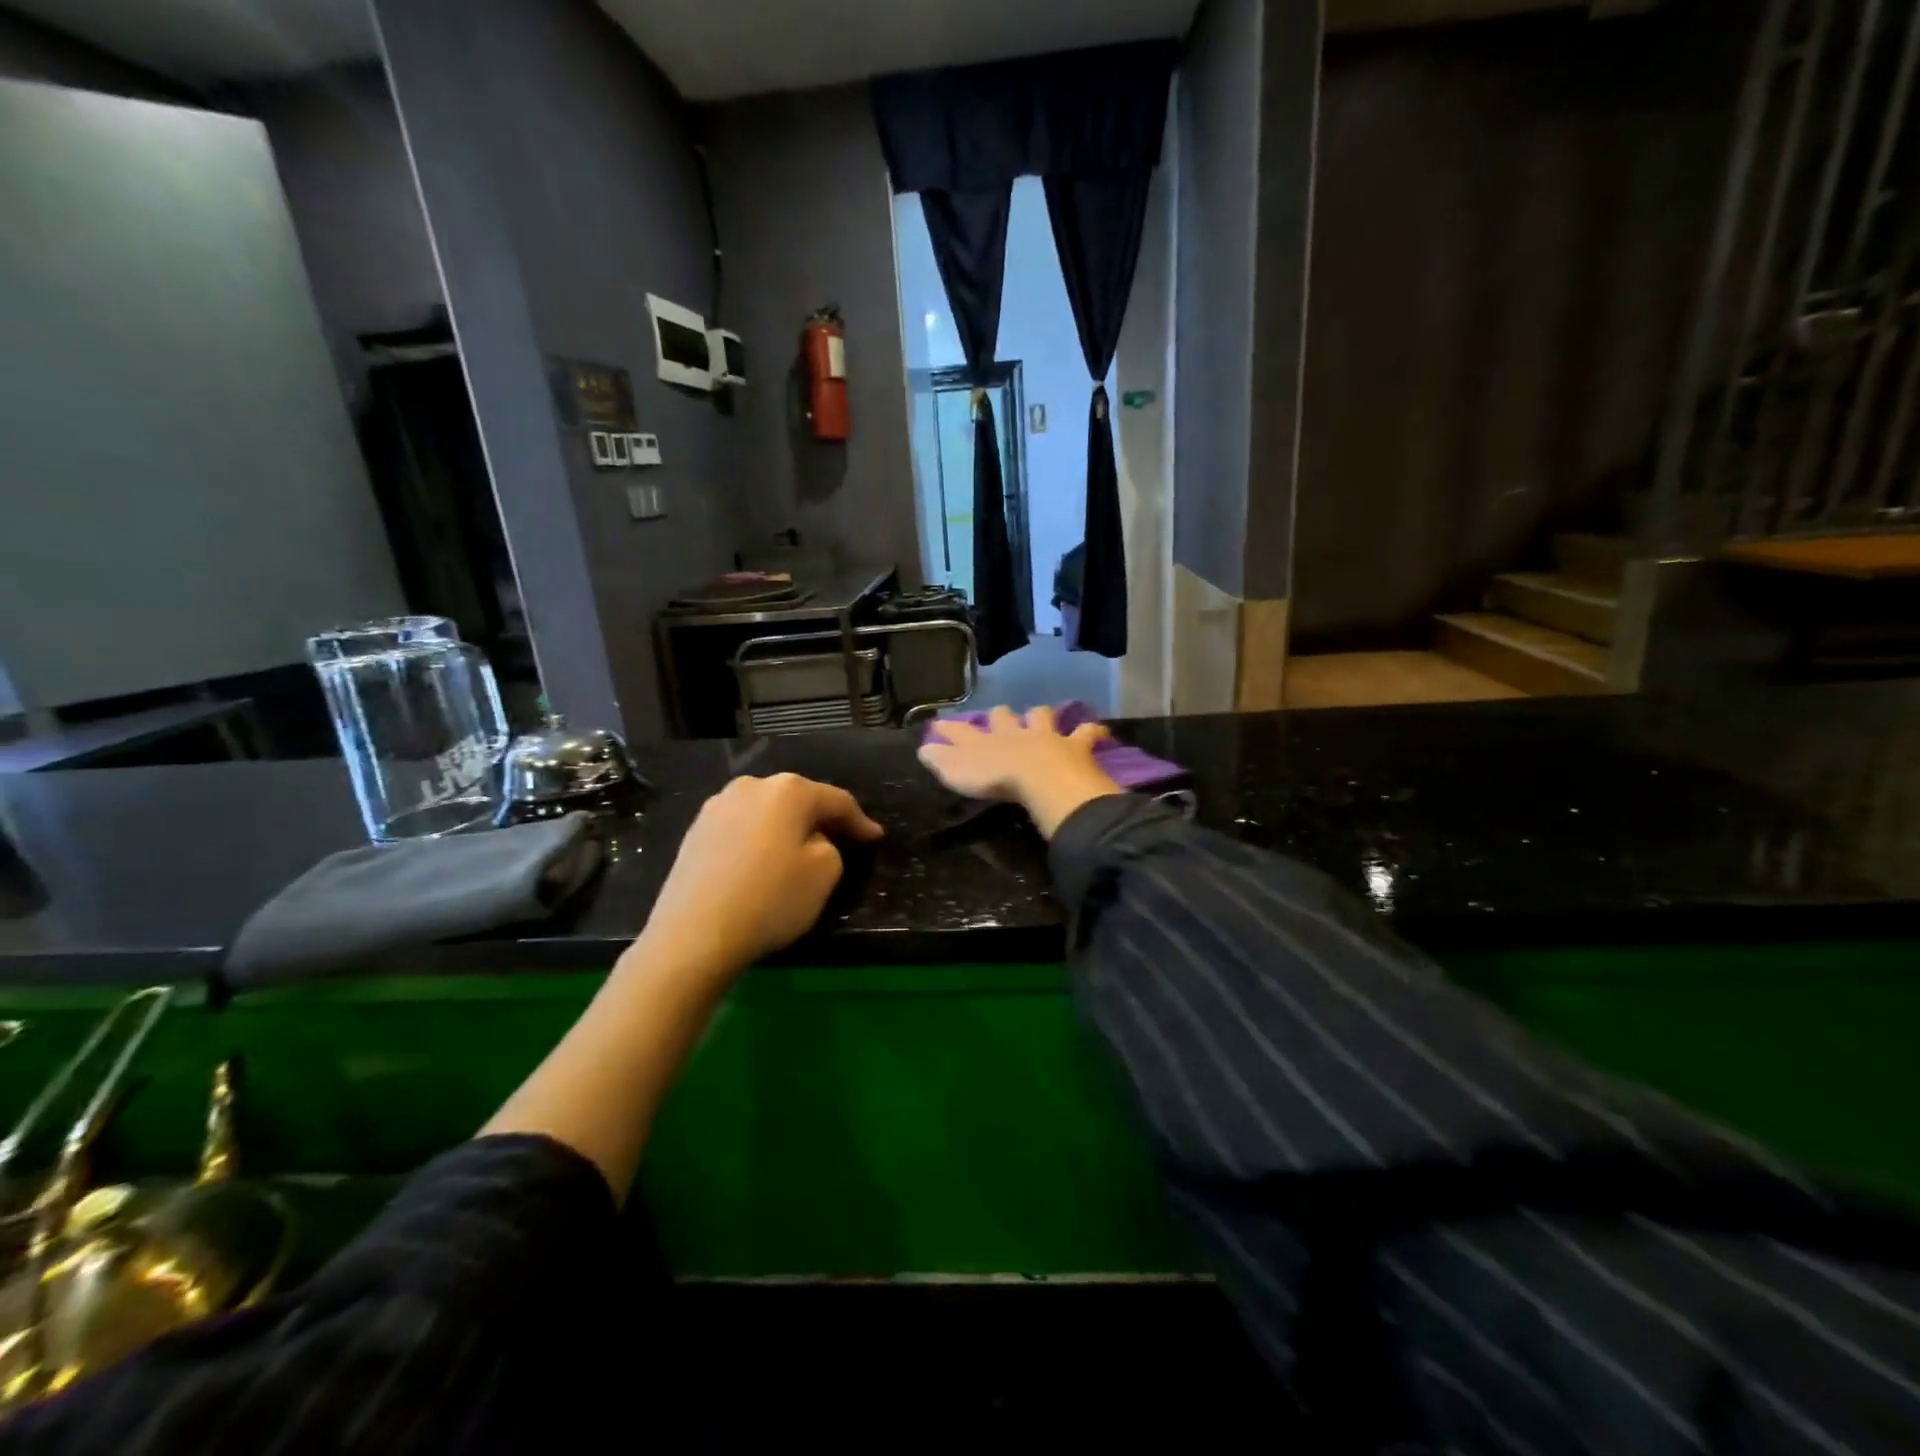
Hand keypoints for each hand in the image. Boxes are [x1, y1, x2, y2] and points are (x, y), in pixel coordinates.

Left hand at [636, 773, 883, 982]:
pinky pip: (741, 828)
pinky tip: (761, 862)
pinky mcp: (695, 831)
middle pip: (798, 799)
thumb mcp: (825, 873)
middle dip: (821, 818)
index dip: (860, 821)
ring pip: (766, 812)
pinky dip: (758, 840)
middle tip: (841, 839)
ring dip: (786, 828)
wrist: (694, 934)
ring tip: (798, 850)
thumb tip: (812, 840)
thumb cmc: (770, 899)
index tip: (875, 838)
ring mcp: (717, 806)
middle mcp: (752, 786)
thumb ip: (831, 846)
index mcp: (789, 790)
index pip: (837, 800)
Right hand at [919, 705, 1122, 838]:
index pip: (963, 732)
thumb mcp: (957, 772)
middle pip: (1004, 717)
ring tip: (1042, 716)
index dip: (951, 729)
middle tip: (999, 715)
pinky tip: (1100, 731)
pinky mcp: (1075, 745)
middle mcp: (1014, 732)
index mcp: (986, 741)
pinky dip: (1092, 731)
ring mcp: (1046, 736)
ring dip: (1040, 716)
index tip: (941, 724)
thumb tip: (923, 748)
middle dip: (999, 716)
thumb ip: (941, 760)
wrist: (1039, 777)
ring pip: (1041, 717)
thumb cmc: (995, 778)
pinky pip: (1086, 733)